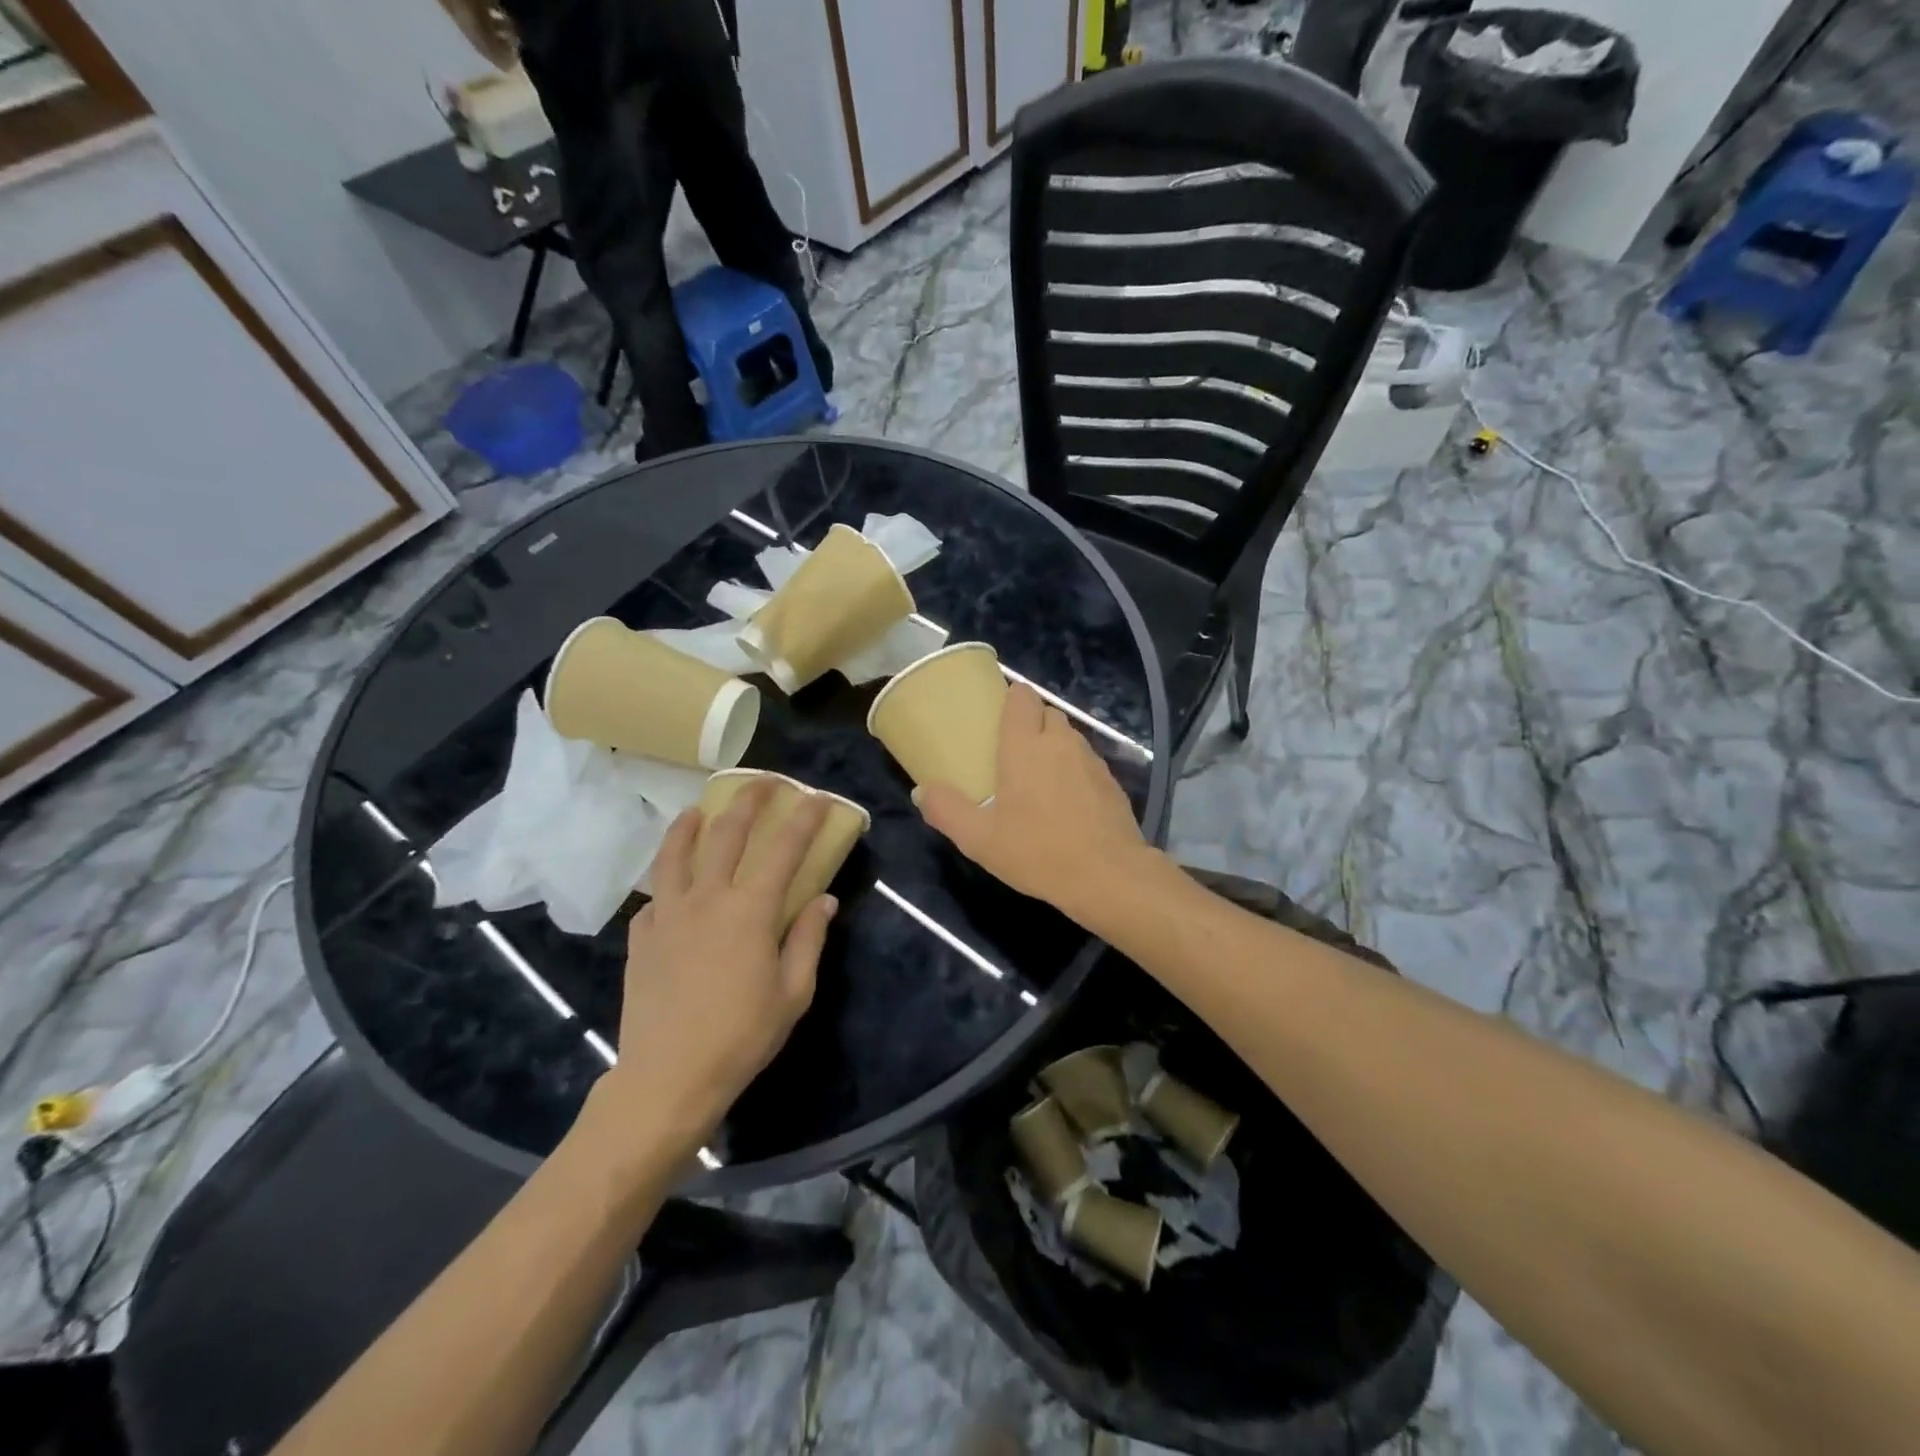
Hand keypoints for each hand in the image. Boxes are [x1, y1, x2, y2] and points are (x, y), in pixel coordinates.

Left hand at [598, 780, 836, 1154]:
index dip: (806, 817)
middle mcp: (707, 898)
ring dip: (692, 822)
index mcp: (750, 910)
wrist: (668, 1078)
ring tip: (701, 808)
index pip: (784, 847)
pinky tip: (673, 886)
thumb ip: (808, 938)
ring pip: (676, 852)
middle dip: (749, 799)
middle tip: (765, 782)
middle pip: (727, 832)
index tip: (821, 797)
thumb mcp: (793, 992)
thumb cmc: (742, 1037)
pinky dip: (668, 880)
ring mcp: (667, 914)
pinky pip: (655, 895)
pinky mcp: (642, 936)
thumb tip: (824, 899)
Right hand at [915, 681, 1154, 918]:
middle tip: (1013, 752)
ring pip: (1070, 737)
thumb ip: (946, 811)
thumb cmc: (1037, 852)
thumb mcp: (979, 839)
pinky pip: (1088, 762)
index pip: (1022, 697)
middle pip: (1047, 713)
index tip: (998, 715)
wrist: (1107, 876)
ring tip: (1039, 778)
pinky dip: (1075, 770)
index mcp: (1025, 746)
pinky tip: (1067, 802)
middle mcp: (1060, 742)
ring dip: (1054, 747)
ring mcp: (1091, 760)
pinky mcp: (1111, 782)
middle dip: (1032, 723)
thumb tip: (921, 791)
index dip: (1012, 699)